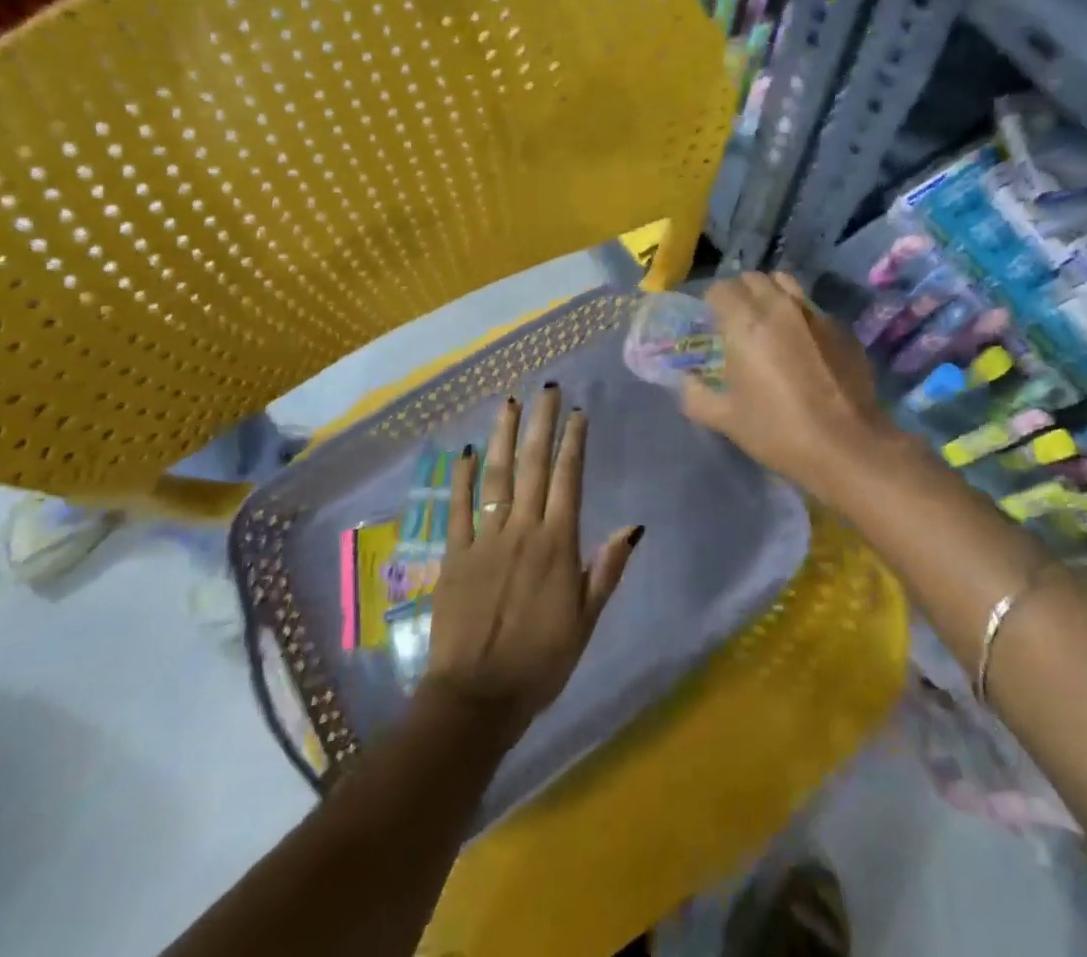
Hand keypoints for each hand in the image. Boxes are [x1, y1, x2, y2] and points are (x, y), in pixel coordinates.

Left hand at [424, 387, 642, 742]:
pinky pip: (458, 508)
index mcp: (558, 544)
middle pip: (533, 465)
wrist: (477, 699)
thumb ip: (606, 569)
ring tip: (510, 403)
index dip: (573, 442)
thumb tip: (632, 526)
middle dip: (541, 423)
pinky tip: (467, 451)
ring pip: (497, 476)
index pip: (568, 479)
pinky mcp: (453, 555)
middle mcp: (522, 530)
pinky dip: (462, 478)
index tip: (577, 412)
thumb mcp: (587, 620)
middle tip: (547, 389)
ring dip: (505, 437)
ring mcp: (484, 539)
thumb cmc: (541, 661)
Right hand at [681, 272, 896, 504]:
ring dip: (771, 294)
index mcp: (746, 323)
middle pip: (753, 278)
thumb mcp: (727, 420)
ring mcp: (816, 314)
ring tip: (768, 322)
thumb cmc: (779, 431)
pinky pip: (812, 308)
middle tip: (736, 321)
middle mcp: (780, 307)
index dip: (711, 303)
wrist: (848, 446)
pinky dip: (800, 316)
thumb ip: (696, 396)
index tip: (710, 324)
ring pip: (786, 284)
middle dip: (740, 293)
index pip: (720, 289)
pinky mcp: (842, 328)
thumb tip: (686, 382)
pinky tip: (802, 346)